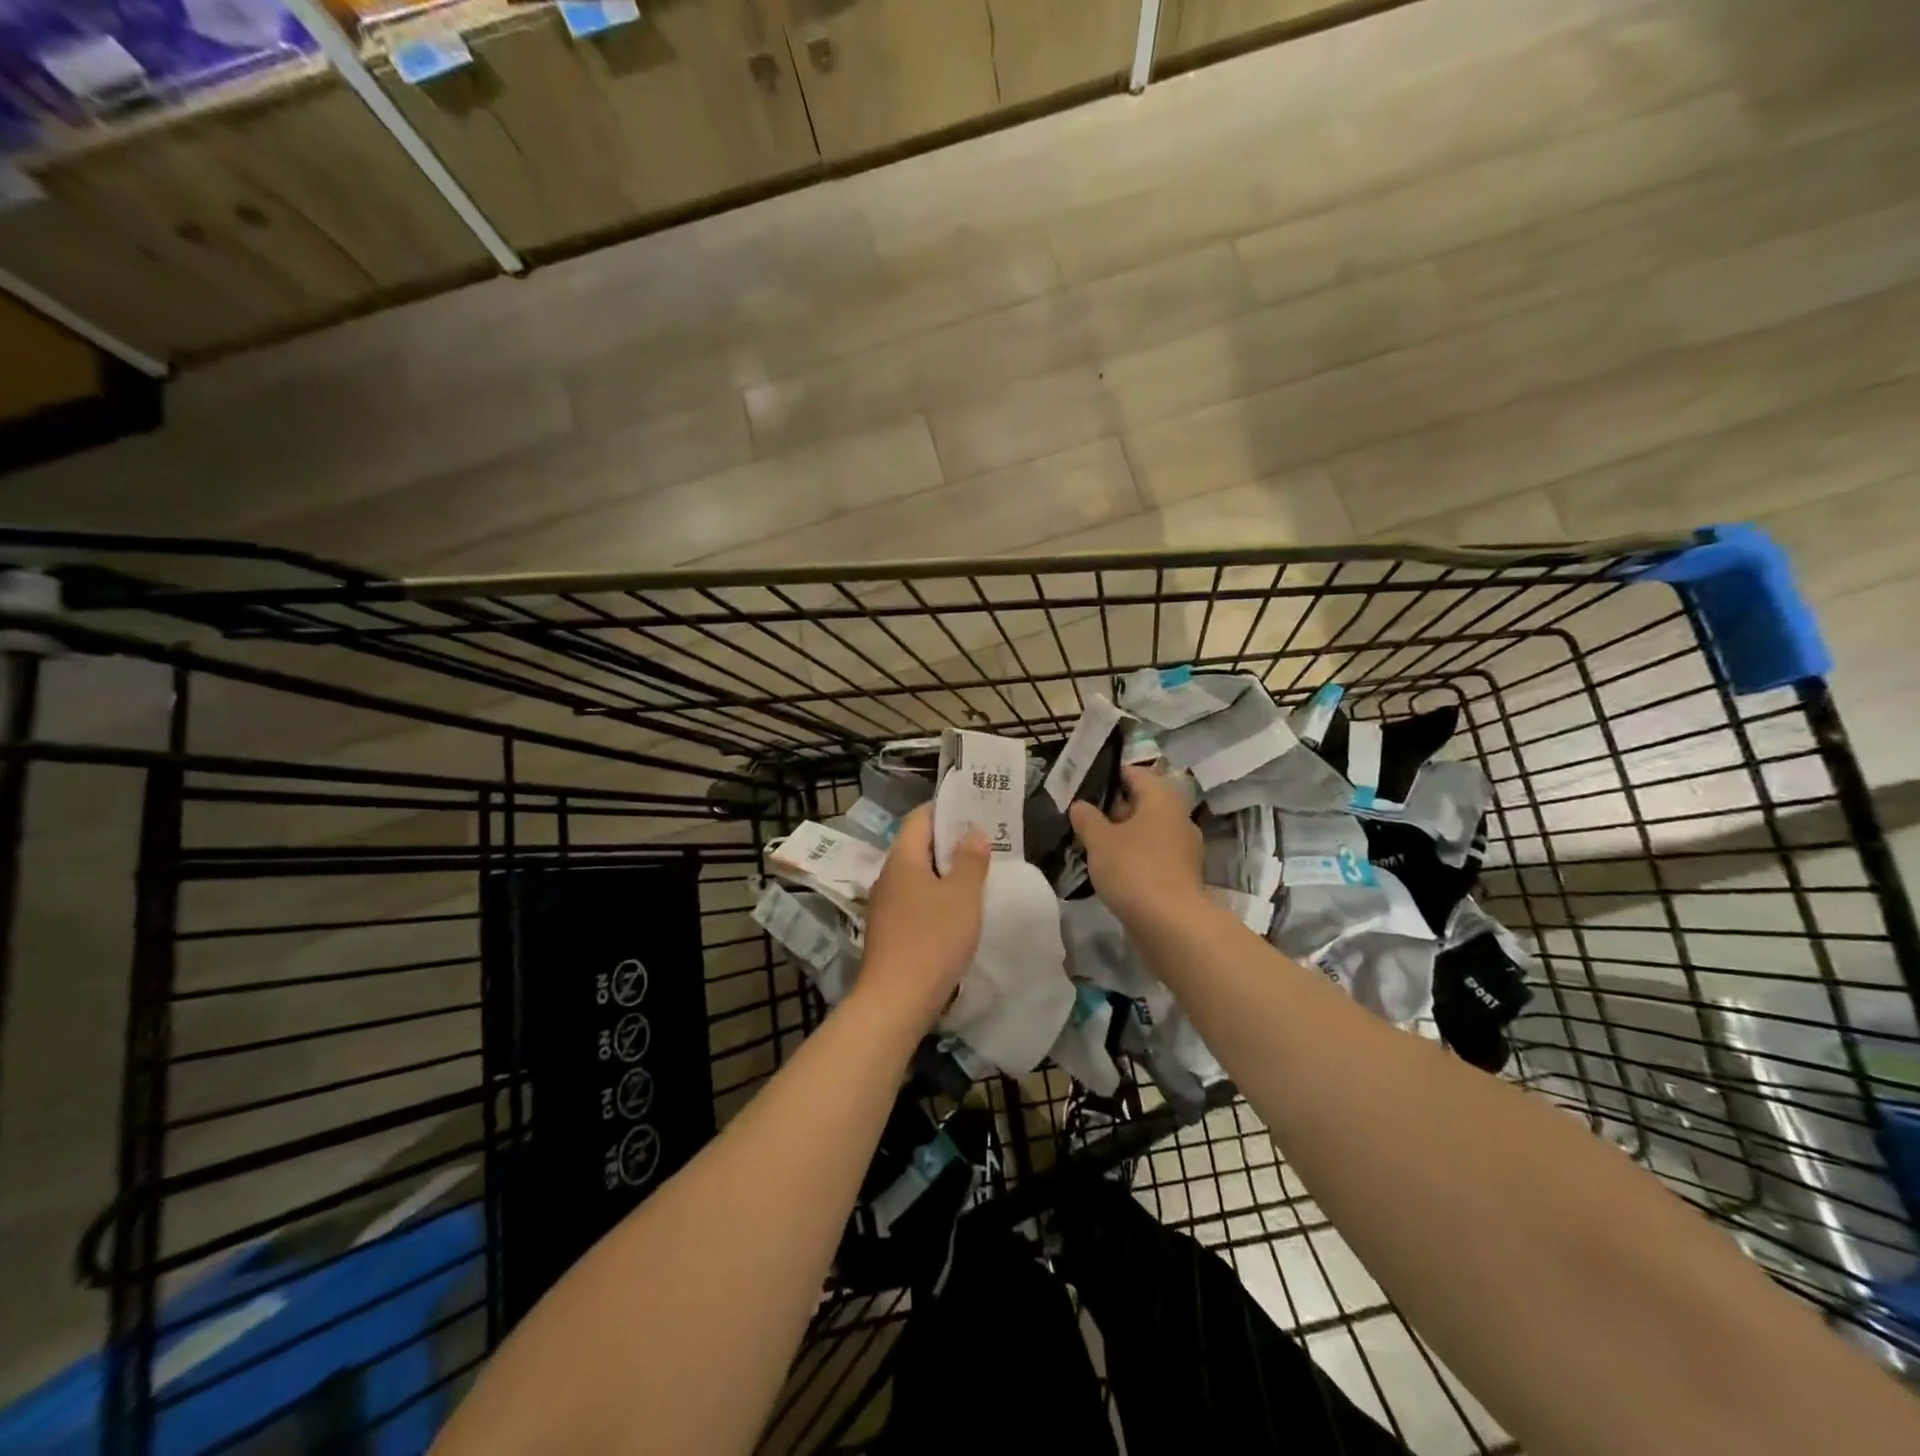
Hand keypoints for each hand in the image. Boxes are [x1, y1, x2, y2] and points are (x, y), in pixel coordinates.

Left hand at [859, 804, 989, 1026]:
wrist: (895, 1000)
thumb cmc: (933, 939)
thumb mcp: (963, 896)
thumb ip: (970, 859)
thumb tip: (971, 831)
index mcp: (902, 859)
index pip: (919, 818)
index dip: (945, 809)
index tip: (974, 809)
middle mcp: (888, 877)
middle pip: (917, 846)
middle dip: (949, 842)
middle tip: (984, 842)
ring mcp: (885, 906)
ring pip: (917, 876)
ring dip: (944, 872)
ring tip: (976, 875)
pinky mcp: (888, 932)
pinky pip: (914, 900)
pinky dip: (935, 897)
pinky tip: (957, 912)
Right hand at [1069, 764, 1204, 927]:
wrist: (1171, 924)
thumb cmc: (1134, 869)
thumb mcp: (1100, 840)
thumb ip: (1087, 819)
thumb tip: (1080, 805)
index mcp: (1162, 799)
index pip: (1137, 774)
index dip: (1112, 774)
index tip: (1087, 781)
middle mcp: (1178, 818)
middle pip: (1144, 802)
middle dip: (1116, 806)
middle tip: (1085, 813)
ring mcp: (1183, 848)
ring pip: (1149, 830)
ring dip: (1125, 833)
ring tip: (1093, 841)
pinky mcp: (1181, 875)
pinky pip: (1154, 854)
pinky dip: (1135, 855)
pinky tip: (1113, 867)